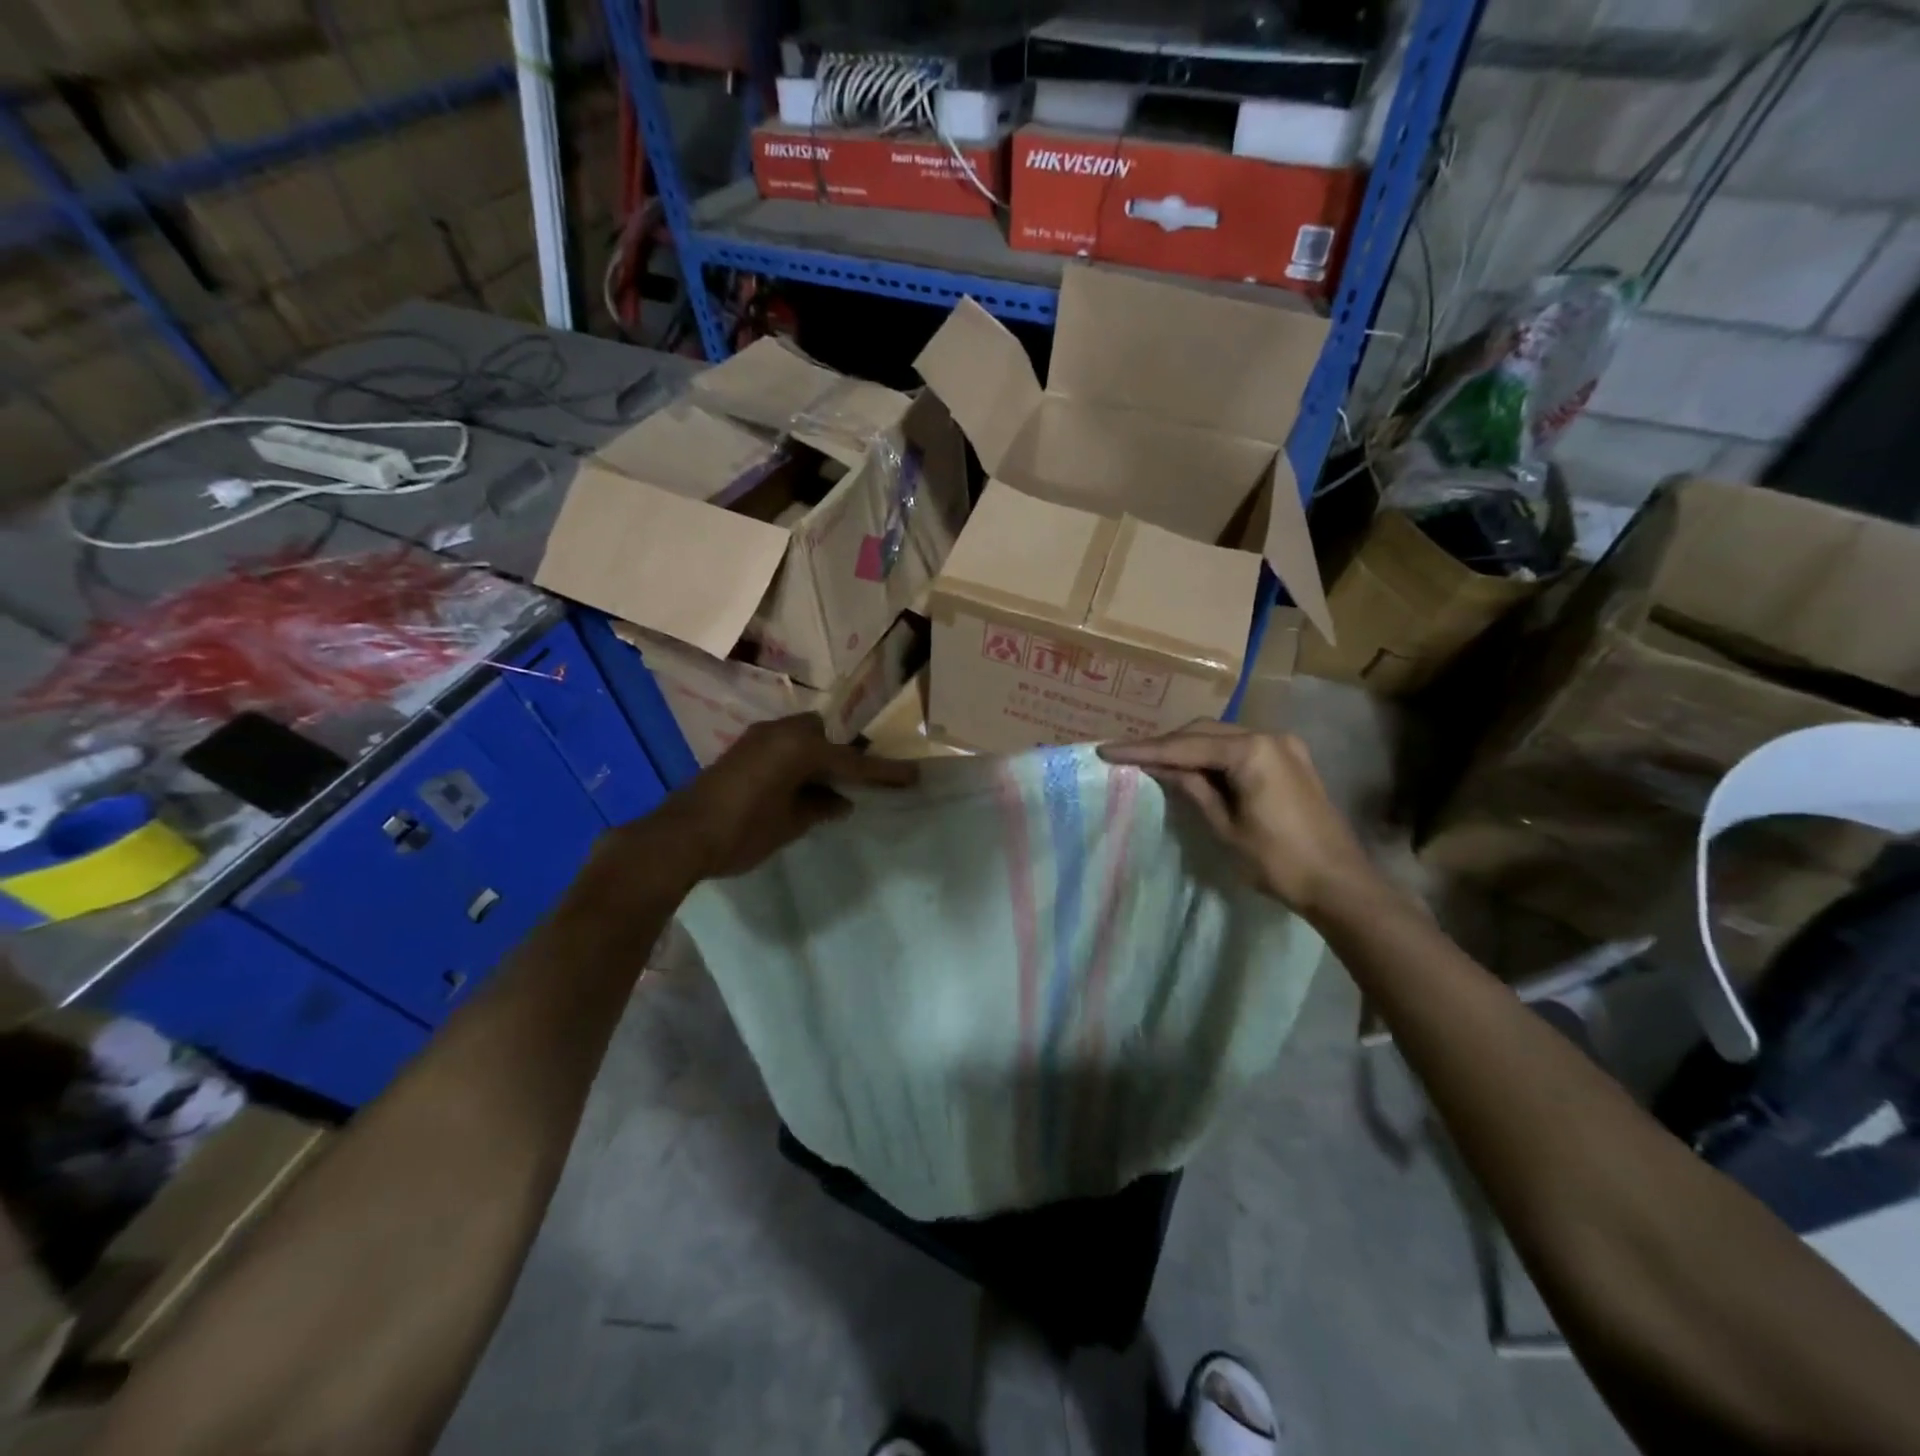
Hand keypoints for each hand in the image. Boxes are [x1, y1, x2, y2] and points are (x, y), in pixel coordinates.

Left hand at [629, 714, 917, 885]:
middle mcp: (780, 733)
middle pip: (825, 734)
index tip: (913, 776)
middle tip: (861, 780)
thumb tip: (840, 802)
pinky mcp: (740, 752)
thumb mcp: (791, 824)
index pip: (852, 761)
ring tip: (832, 785)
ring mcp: (757, 740)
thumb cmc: (743, 831)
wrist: (680, 837)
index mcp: (799, 747)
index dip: (884, 772)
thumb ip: (820, 807)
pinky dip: (797, 762)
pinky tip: (801, 787)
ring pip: (801, 739)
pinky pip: (783, 748)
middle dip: (843, 754)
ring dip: (818, 757)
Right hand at [1100, 721, 1382, 920]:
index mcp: (1252, 751)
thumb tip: (1161, 766)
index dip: (1144, 750)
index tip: (1106, 750)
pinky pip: (1240, 747)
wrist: (1340, 884)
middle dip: (1165, 744)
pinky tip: (1192, 768)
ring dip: (1188, 748)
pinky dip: (1212, 755)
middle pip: (1203, 732)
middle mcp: (1268, 736)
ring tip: (1153, 762)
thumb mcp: (1225, 827)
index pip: (1185, 746)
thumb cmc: (1279, 861)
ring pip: (1221, 737)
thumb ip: (1192, 789)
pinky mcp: (1289, 760)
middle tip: (1127, 757)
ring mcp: (1283, 746)